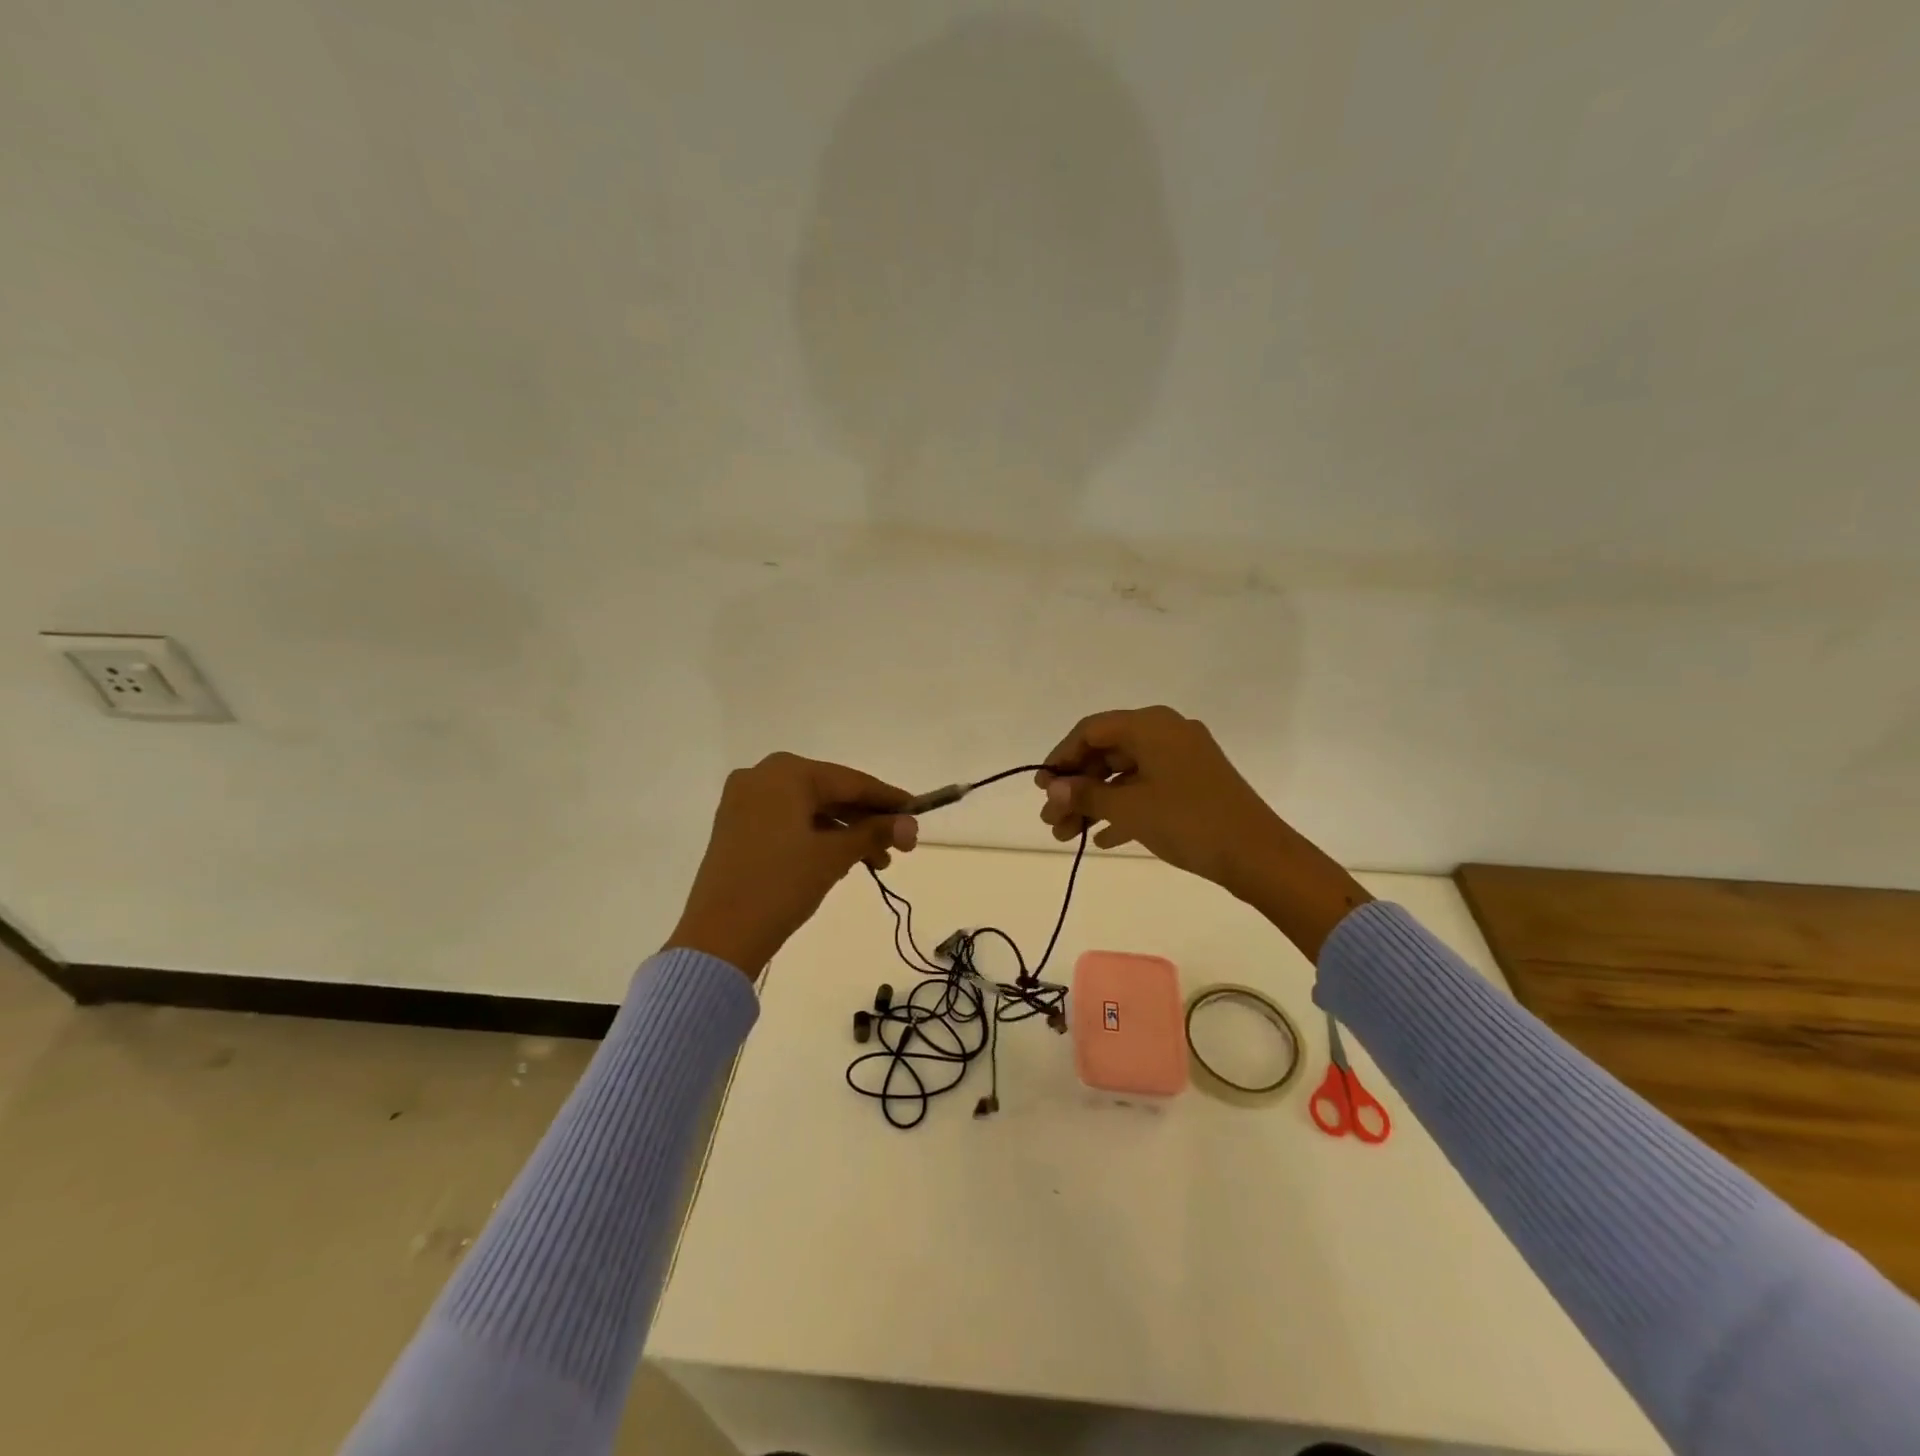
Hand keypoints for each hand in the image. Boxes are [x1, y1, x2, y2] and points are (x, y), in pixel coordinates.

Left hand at [667, 753, 917, 974]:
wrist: (719, 937)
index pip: (850, 781)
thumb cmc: (781, 885)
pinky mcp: (736, 827)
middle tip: (899, 846)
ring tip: (875, 863)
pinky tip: (841, 860)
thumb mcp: (834, 856)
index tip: (918, 812)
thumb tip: (911, 824)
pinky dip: (817, 837)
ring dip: (844, 832)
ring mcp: (744, 802)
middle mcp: (762, 776)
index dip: (888, 799)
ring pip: (809, 809)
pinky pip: (788, 822)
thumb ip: (874, 833)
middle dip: (866, 820)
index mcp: (786, 773)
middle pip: (830, 793)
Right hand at [1036, 706, 1369, 960]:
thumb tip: (1054, 789)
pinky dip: (1123, 809)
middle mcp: (1166, 732)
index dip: (1061, 758)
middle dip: (1076, 788)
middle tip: (1051, 821)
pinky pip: (1147, 789)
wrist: (1258, 855)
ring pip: (1125, 775)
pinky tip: (1102, 839)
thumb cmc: (1188, 821)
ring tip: (1067, 835)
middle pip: (1106, 753)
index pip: (1091, 731)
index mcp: (1151, 725)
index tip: (1042, 789)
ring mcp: (1182, 759)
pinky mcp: (1193, 784)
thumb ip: (1086, 795)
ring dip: (1095, 803)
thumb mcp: (1129, 808)